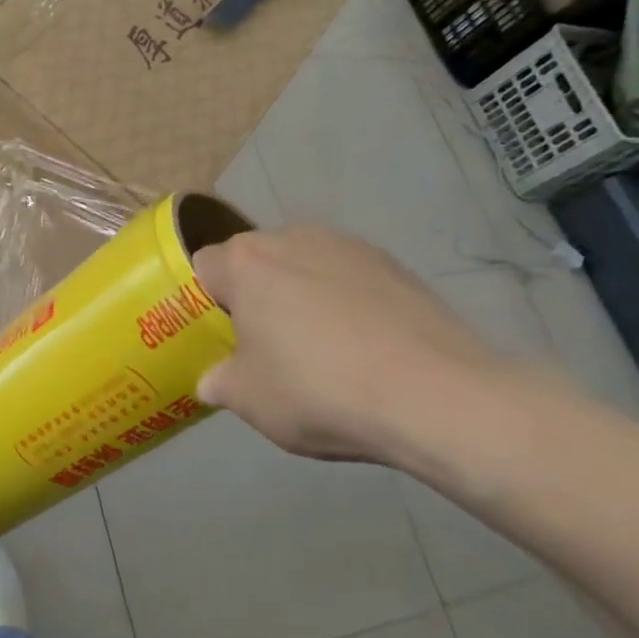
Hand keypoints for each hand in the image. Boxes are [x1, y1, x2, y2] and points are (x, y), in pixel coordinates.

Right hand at [192, 225, 518, 464]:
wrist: (436, 396)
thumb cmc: (318, 390)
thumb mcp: (248, 400)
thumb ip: (218, 382)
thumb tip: (214, 380)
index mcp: (246, 263)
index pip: (203, 267)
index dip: (202, 302)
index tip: (215, 337)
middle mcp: (292, 237)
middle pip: (254, 261)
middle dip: (251, 294)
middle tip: (260, 343)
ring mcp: (349, 246)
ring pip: (302, 265)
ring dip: (298, 293)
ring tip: (316, 345)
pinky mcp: (395, 264)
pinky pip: (347, 277)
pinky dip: (343, 301)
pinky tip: (360, 345)